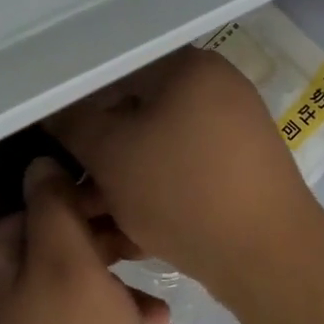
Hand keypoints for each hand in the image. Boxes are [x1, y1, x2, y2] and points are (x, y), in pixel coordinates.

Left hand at [0, 158, 173, 323]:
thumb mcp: (69, 267)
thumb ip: (53, 209)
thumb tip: (39, 165)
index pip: (22, 216)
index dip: (70, 203)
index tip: (116, 204)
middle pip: (50, 256)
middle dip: (102, 250)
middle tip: (146, 248)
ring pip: (74, 297)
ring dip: (119, 293)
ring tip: (162, 305)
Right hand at [47, 47, 323, 298]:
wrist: (268, 257)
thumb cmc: (181, 192)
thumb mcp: (111, 155)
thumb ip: (73, 124)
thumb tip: (54, 110)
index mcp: (190, 66)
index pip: (115, 71)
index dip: (77, 105)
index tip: (55, 140)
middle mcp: (218, 88)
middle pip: (139, 111)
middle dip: (101, 152)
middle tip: (74, 186)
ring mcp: (235, 129)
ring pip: (159, 147)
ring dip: (123, 178)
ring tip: (95, 216)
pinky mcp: (241, 169)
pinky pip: (184, 170)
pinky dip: (156, 191)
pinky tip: (131, 228)